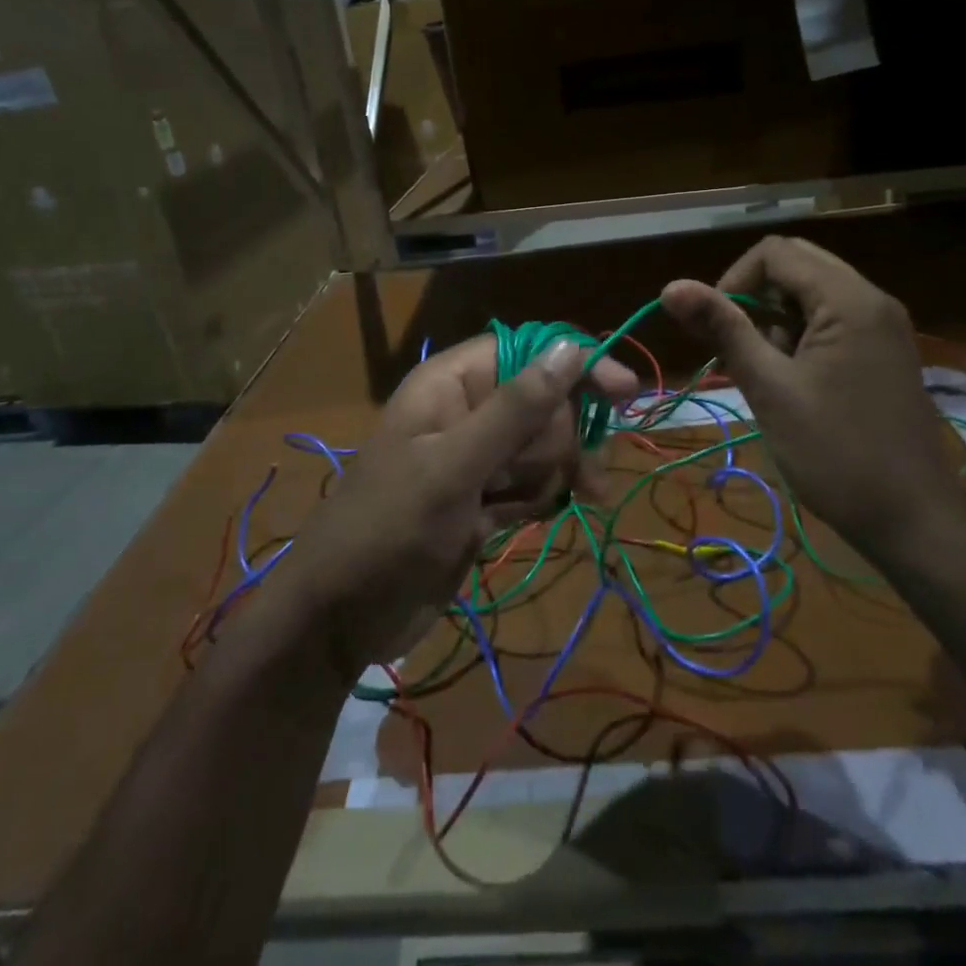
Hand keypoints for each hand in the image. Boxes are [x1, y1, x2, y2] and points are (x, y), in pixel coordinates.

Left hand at [278, 335, 637, 681]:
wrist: (340, 618)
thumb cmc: (390, 529)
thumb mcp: (455, 466)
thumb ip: (516, 408)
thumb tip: (571, 347)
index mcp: (451, 384)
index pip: (528, 350)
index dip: (576, 366)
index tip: (624, 394)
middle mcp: (465, 411)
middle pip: (544, 402)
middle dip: (560, 438)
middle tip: (567, 475)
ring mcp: (475, 458)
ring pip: (544, 446)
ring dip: (551, 474)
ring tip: (525, 507)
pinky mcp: (482, 499)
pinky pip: (532, 483)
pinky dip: (537, 499)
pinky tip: (518, 522)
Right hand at [661, 236, 964, 555]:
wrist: (913, 521)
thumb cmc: (834, 454)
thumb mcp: (769, 388)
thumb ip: (723, 329)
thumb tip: (670, 286)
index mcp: (849, 299)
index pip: (776, 252)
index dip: (734, 280)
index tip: (717, 329)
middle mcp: (872, 299)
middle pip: (797, 265)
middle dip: (755, 297)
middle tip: (737, 346)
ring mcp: (883, 326)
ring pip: (814, 293)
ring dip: (777, 318)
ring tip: (765, 371)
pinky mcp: (884, 352)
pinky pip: (833, 320)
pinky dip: (801, 335)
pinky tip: (792, 380)